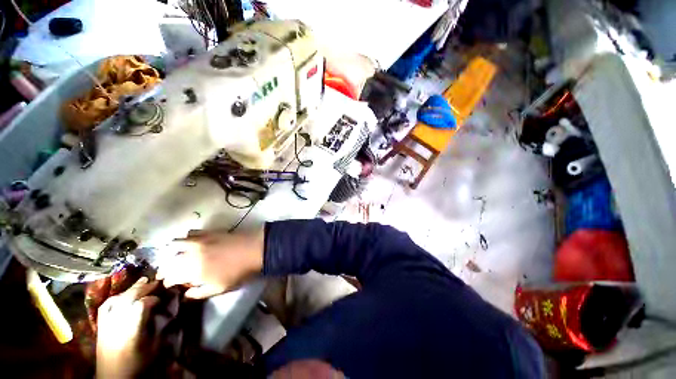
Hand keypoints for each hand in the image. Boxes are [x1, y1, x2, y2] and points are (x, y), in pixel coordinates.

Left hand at [96, 277, 158, 377]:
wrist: (113, 378)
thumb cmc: (138, 364)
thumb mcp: (153, 348)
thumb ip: (159, 327)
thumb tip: (165, 311)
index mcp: (131, 330)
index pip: (141, 305)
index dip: (153, 298)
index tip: (162, 298)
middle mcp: (117, 324)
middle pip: (128, 298)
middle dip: (143, 288)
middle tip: (155, 281)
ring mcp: (106, 324)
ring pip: (116, 299)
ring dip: (130, 289)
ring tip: (141, 282)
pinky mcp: (100, 326)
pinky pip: (105, 306)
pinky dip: (115, 297)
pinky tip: (122, 294)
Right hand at [157, 228, 263, 298]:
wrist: (254, 249)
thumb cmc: (238, 271)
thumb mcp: (219, 288)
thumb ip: (199, 293)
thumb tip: (186, 293)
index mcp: (192, 271)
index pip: (170, 276)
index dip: (168, 281)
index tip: (169, 283)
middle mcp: (190, 254)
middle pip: (169, 260)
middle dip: (166, 267)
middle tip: (170, 272)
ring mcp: (199, 240)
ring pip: (175, 244)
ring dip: (173, 251)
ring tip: (178, 256)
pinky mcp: (208, 231)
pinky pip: (191, 233)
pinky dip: (187, 238)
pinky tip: (192, 243)